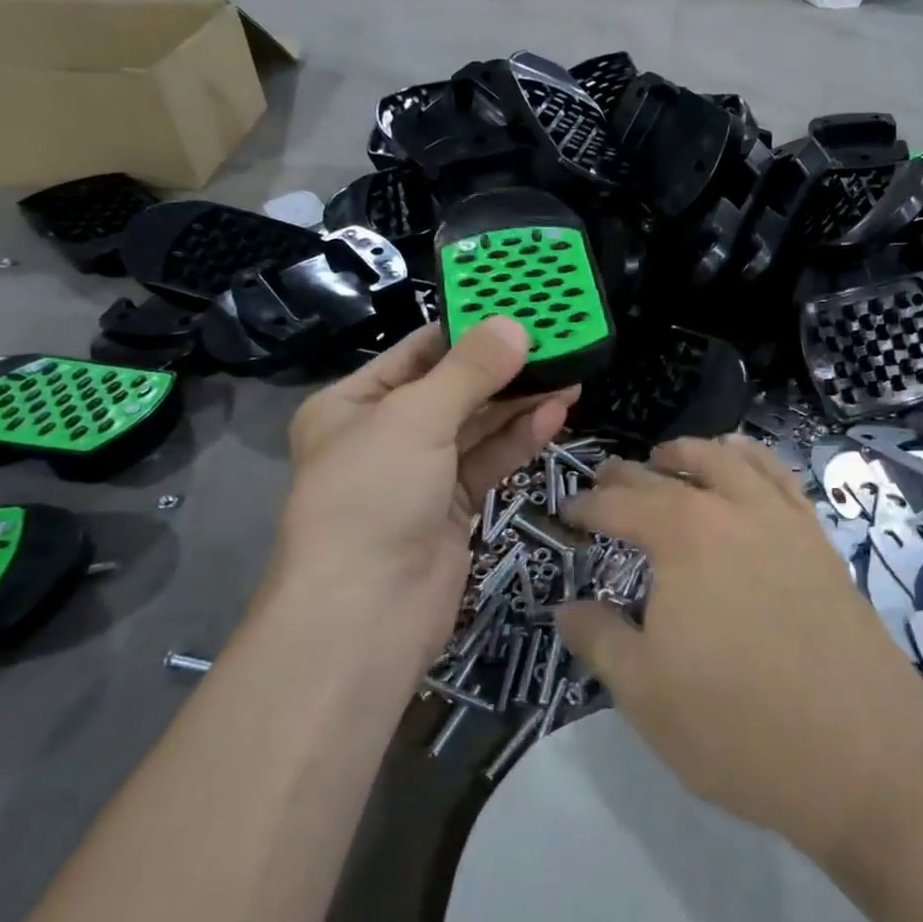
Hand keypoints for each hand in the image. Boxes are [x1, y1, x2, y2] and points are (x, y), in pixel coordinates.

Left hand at [262, 319, 574, 666]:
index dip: (468, 328)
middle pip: (454, 388)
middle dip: (504, 367)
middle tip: (557, 342)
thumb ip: (470, 370)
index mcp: (352, 404)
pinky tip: (555, 414)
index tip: (519, 308)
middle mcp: (384, 435)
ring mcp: (420, 474)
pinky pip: (489, 461)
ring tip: (570, 374)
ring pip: (478, 426)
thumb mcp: (416, 419)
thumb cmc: (373, 498)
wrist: (366, 613)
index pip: (417, 351)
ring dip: (520, 401)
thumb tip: (516, 325)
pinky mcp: (453, 507)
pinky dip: (520, 438)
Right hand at [559, 437, 922, 866]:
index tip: (567, 512)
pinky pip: (783, 480)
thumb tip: (567, 608)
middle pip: (674, 472)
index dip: (587, 506)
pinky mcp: (821, 541)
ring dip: (695, 452)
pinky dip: (756, 461)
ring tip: (675, 456)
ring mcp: (785, 520)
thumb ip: (598, 639)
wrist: (864, 754)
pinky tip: (749, 471)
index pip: (621, 504)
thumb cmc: (737, 726)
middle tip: (607, 479)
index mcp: (682, 535)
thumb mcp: (644, 692)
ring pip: (734, 459)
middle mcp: (734, 509)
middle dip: (632, 474)